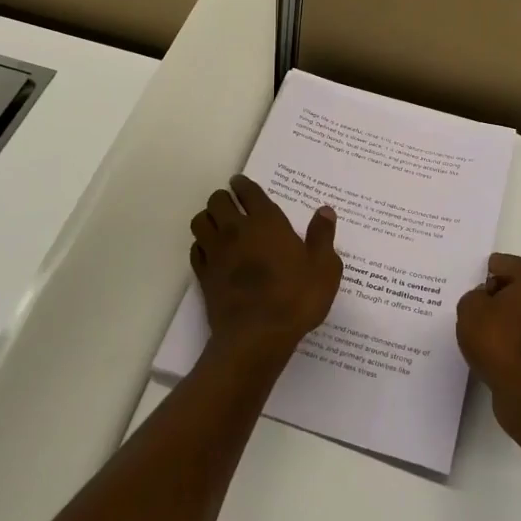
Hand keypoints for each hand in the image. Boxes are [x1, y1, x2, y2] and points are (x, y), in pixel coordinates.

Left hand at [191, 175, 341, 358]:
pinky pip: (195, 249)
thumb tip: (324, 211)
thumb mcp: (324, 269)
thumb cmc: (295, 299)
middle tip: (232, 204)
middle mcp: (236, 230)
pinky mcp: (204, 275)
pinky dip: (201, 245)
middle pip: (217, 201)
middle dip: (224, 198)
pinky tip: (211, 252)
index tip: (240, 183)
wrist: (257, 337)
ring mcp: (216, 252)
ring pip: (200, 221)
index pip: (248, 191)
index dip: (243, 184)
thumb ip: (323, 237)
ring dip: (208, 218)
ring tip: (219, 225)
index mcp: (266, 222)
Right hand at [457, 254, 520, 410]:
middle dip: (502, 294)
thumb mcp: (469, 308)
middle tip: (478, 307)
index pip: (506, 264)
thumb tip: (487, 301)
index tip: (472, 288)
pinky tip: (502, 349)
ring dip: (514, 318)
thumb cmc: (498, 340)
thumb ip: (475, 296)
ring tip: (488, 331)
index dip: (486, 274)